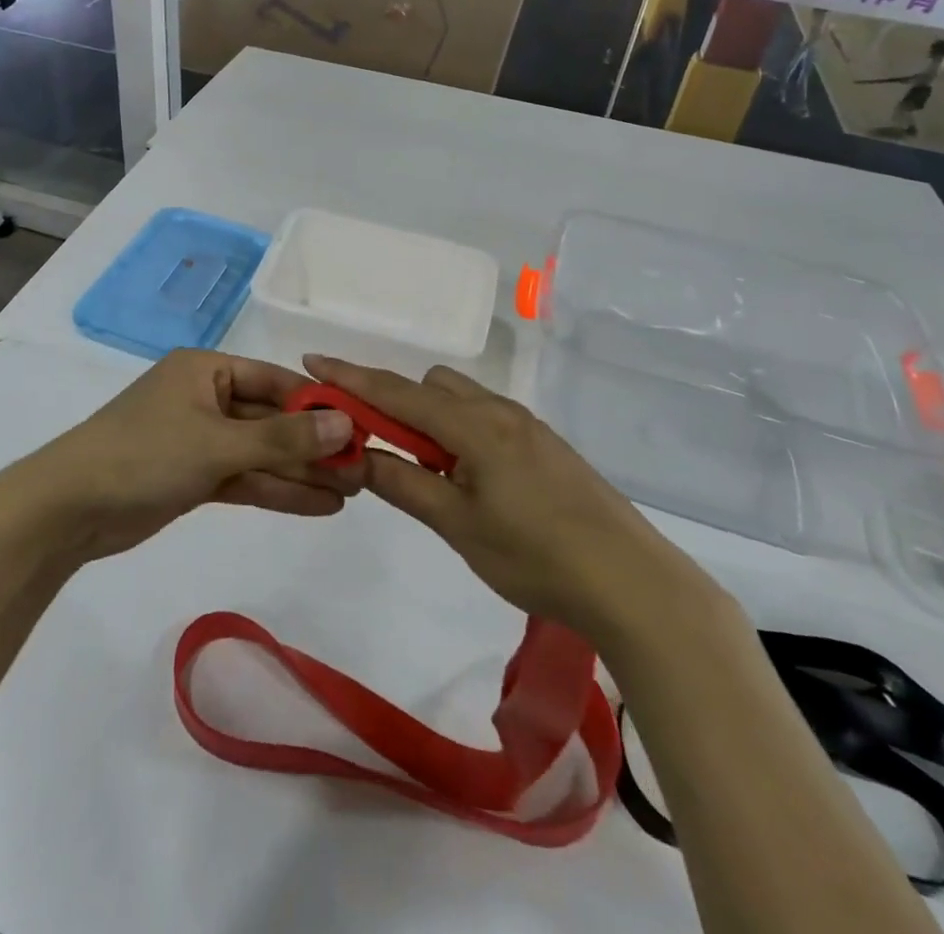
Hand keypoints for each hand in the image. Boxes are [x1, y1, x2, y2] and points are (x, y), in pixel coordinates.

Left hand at [14, 350, 360, 561]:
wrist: (67, 509)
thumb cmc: (144, 454)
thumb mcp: (219, 444)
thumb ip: (284, 439)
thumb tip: (347, 425)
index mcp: (207, 370)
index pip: (276, 382)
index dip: (319, 405)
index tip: (362, 427)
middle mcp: (206, 398)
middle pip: (272, 420)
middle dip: (315, 446)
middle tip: (365, 468)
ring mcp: (199, 440)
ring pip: (262, 454)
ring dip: (302, 473)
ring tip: (354, 491)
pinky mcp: (192, 477)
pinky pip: (245, 478)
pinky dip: (277, 491)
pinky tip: (320, 505)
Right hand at [304, 356, 699, 634]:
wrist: (630, 581)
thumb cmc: (535, 556)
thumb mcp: (458, 525)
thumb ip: (404, 483)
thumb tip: (357, 455)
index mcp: (473, 425)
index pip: (397, 391)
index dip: (351, 376)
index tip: (313, 361)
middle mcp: (499, 411)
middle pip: (431, 386)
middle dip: (396, 403)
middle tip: (382, 450)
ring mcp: (527, 425)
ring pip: (461, 400)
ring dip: (431, 419)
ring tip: (431, 472)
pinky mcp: (545, 444)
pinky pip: (486, 417)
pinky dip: (460, 431)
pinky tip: (471, 479)